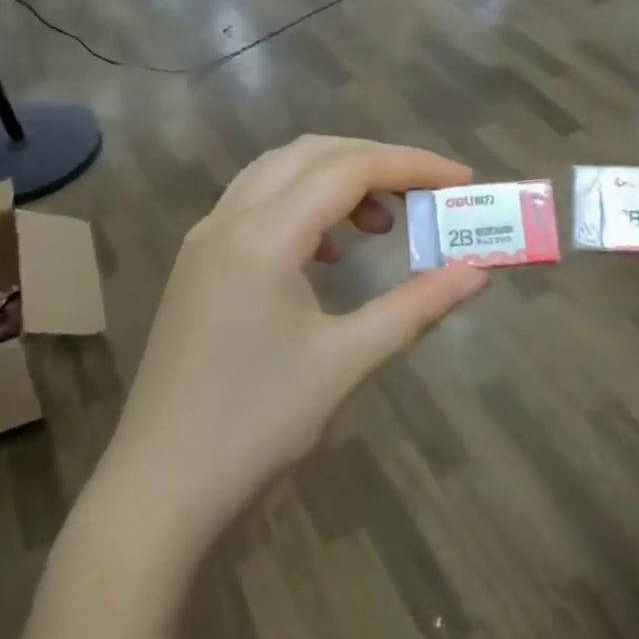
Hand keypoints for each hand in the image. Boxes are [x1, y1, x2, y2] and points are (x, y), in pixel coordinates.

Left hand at [98, 136, 490, 554]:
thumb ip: (416, 308)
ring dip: (335, 179)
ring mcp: (204, 239)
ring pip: (278, 172)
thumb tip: (477, 274)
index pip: (347, 169)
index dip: (412, 165)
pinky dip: (302, 205)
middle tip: (427, 196)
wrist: (162, 483)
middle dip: (376, 162)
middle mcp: (226, 220)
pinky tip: (326, 253)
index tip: (462, 180)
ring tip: (380, 224)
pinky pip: (255, 204)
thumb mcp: (345, 363)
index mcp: (261, 238)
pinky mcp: (198, 262)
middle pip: (311, 155)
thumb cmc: (257, 425)